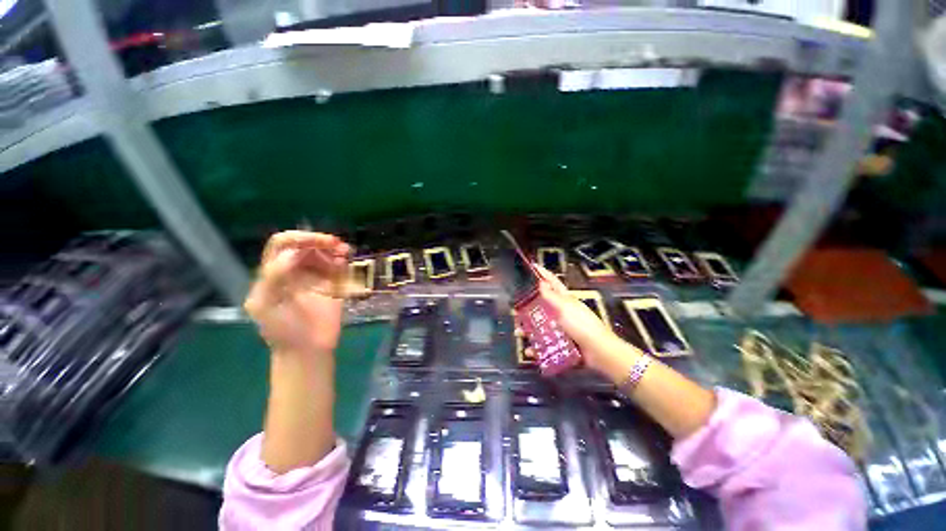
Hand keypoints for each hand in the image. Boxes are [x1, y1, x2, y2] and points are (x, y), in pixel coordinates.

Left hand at [244, 231, 349, 355]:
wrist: (307, 351)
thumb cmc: (282, 330)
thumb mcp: (265, 305)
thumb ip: (273, 278)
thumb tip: (293, 254)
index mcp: (274, 273)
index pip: (283, 245)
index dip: (300, 238)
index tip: (319, 242)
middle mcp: (295, 271)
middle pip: (306, 246)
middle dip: (321, 241)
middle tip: (338, 246)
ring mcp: (316, 278)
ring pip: (324, 254)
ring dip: (334, 249)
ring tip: (344, 252)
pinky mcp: (333, 286)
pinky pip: (338, 267)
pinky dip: (343, 260)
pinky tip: (346, 260)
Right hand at [528, 265, 621, 373]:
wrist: (598, 352)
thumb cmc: (582, 325)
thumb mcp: (565, 307)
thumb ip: (551, 296)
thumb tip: (541, 282)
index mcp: (565, 299)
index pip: (552, 281)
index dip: (543, 273)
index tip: (532, 266)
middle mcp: (561, 311)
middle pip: (542, 304)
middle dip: (528, 307)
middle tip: (515, 309)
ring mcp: (561, 327)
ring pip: (540, 324)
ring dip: (529, 329)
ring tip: (519, 333)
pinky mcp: (560, 342)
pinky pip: (545, 343)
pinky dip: (537, 347)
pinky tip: (530, 350)